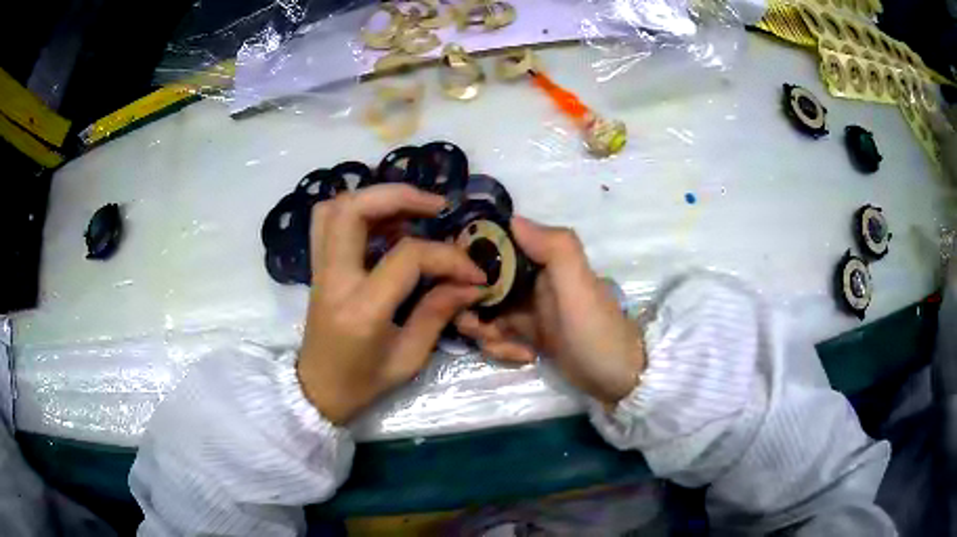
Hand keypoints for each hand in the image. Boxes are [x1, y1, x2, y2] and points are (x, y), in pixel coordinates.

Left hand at [298, 185, 487, 423]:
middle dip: (399, 196)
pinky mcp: (318, 267)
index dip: (447, 256)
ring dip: (375, 198)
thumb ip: (438, 312)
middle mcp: (334, 279)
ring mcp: (320, 270)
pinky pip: (329, 220)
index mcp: (361, 309)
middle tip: (435, 207)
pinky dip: (360, 210)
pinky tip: (389, 225)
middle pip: (354, 209)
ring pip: (335, 207)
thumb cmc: (363, 382)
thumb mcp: (409, 357)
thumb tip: (472, 282)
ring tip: (411, 211)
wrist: (318, 391)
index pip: (407, 257)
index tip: (473, 271)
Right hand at [455, 217, 645, 405]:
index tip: (460, 284)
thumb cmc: (597, 331)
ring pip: (487, 311)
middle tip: (478, 327)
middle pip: (483, 283)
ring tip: (505, 346)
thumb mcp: (580, 288)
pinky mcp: (529, 334)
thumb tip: (512, 219)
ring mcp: (530, 309)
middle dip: (473, 306)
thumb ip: (555, 249)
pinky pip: (500, 334)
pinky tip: (525, 356)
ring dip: (486, 330)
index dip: (473, 260)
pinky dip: (503, 346)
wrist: (618, 379)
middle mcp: (533, 280)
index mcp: (545, 261)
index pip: (497, 247)